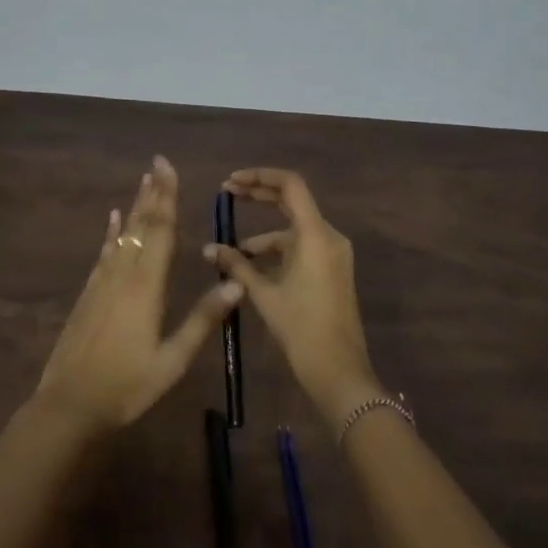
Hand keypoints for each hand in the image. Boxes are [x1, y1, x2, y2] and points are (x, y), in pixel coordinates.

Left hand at [36, 155, 242, 435]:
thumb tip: (236, 283)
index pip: (160, 231)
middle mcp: (123, 275)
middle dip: (152, 194)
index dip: (166, 198)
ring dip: (135, 207)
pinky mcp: (89, 295)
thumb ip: (202, 320)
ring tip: (143, 182)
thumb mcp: (172, 360)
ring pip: (123, 236)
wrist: (69, 404)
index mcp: (146, 287)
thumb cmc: (127, 386)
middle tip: (157, 163)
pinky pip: (104, 254)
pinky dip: (111, 234)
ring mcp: (102, 284)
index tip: (168, 168)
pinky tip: (113, 221)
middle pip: (141, 226)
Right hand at [202, 168, 381, 426]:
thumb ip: (236, 265)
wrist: (339, 370)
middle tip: (227, 193)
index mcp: (315, 235)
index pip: (290, 185)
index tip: (231, 182)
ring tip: (231, 250)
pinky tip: (253, 266)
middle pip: (293, 201)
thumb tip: (209, 248)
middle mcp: (329, 236)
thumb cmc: (301, 329)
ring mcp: (333, 253)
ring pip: (294, 228)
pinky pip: (303, 246)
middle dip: (260, 195)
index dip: (259, 177)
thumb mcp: (264, 294)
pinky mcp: (332, 269)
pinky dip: (278, 249)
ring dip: (264, 233)